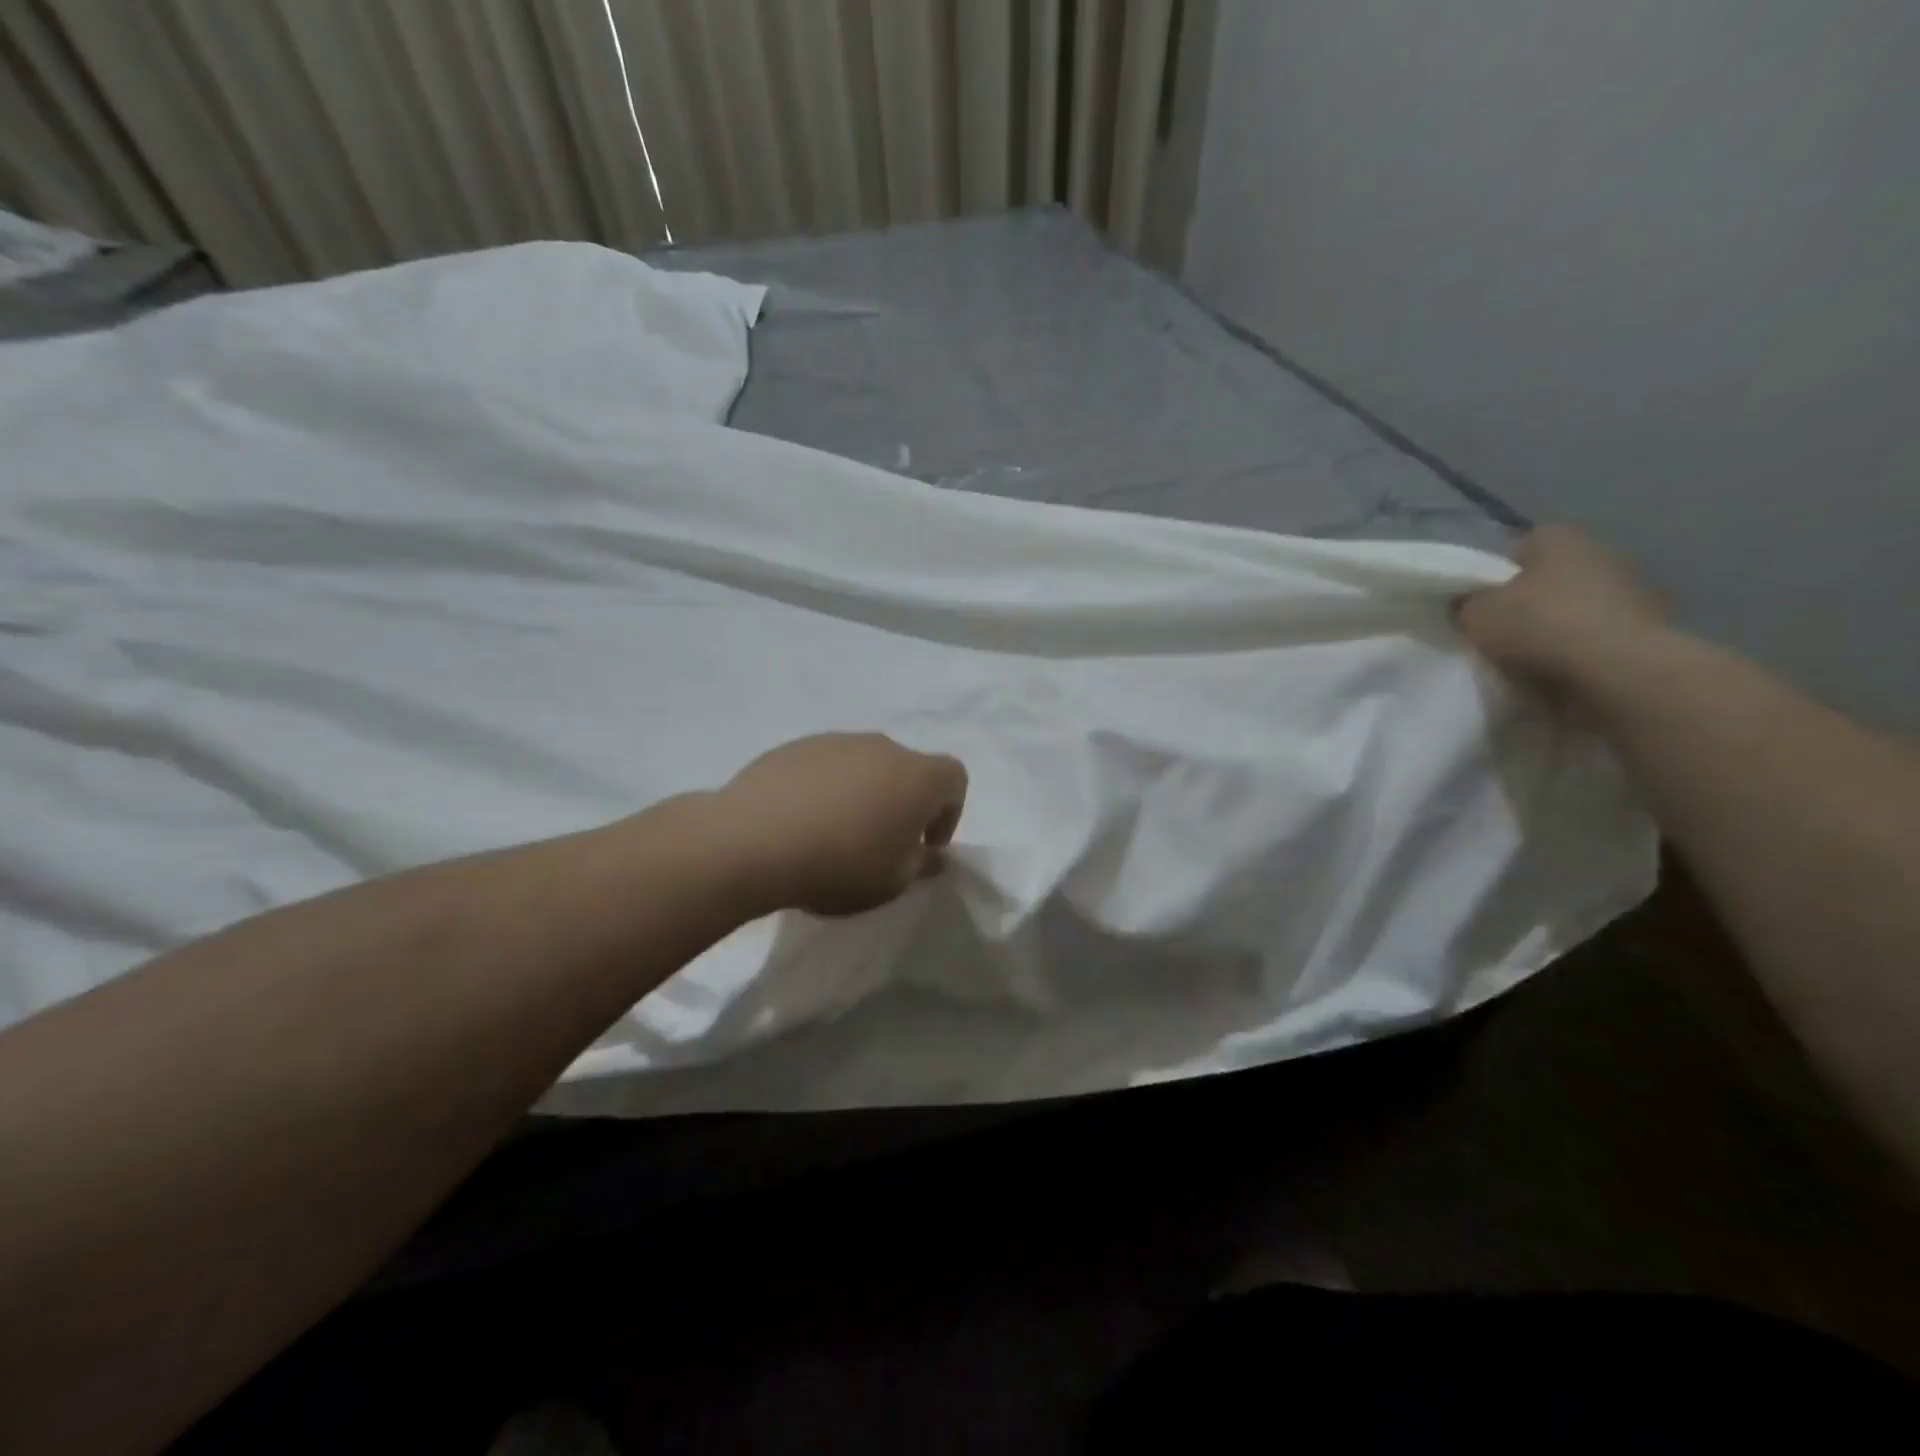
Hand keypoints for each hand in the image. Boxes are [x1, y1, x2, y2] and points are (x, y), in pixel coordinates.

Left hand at [714, 732, 968, 917]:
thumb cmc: (841, 864)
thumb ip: (921, 864)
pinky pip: (825, 766)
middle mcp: (882, 747)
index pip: (955, 778)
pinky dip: (825, 789)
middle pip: (907, 769)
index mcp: (917, 775)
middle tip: (881, 843)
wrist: (753, 840)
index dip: (948, 813)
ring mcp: (835, 741)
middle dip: (903, 803)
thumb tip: (930, 854)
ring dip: (863, 794)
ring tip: (835, 834)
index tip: (924, 846)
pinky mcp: (795, 747)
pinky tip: (800, 822)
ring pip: (864, 765)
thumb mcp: (893, 881)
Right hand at [1456, 525, 1667, 689]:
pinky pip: (1602, 631)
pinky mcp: (1652, 623)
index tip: (1480, 603)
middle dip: (1531, 598)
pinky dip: (1585, 645)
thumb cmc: (1538, 625)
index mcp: (1557, 537)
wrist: (1616, 667)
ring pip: (1580, 603)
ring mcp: (1633, 586)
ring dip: (1561, 622)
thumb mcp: (1475, 615)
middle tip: (1503, 629)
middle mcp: (1600, 550)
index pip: (1518, 548)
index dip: (1495, 575)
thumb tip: (1467, 604)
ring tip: (1532, 655)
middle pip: (1552, 575)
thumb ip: (1467, 605)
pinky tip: (1565, 667)